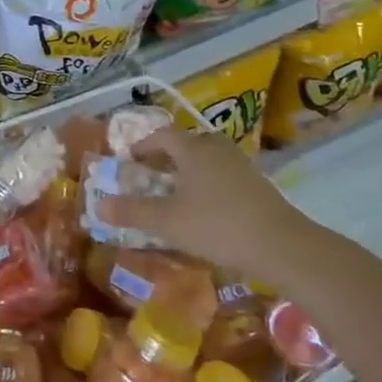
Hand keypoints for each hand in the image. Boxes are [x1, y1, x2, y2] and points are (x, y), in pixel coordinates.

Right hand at [98, 125, 305, 286]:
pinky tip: (204, 208)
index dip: (141, 146)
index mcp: (192, 148)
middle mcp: (216, 148)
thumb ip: (132, 211)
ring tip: (175, 193)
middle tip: (150, 176)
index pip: (161, 135)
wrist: (282, 246)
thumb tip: (99, 204)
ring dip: (187, 170)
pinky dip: (207, 184)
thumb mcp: (167, 221)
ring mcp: (240, 165)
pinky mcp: (257, 185)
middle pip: (186, 143)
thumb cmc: (217, 225)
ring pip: (206, 159)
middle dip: (165, 156)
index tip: (128, 162)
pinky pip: (223, 175)